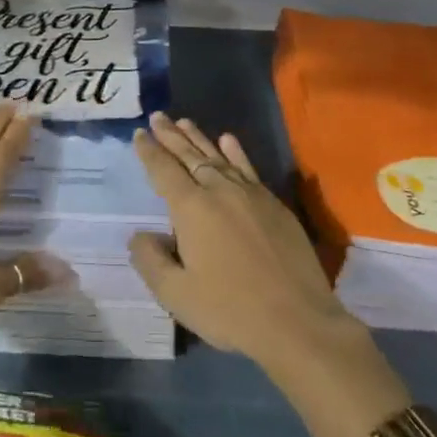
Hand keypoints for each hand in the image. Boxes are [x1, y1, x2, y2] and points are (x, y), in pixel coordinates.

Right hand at [127, 112, 357, 374]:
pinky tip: (228, 140)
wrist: (297, 320)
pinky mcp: (273, 203)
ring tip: (184, 122)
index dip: (149, 151)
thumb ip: (151, 261)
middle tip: (157, 116)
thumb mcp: (177, 295)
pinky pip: (247, 167)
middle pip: (189, 155)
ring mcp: (249, 193)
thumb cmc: (230, 310)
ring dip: (198, 138)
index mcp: (191, 208)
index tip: (139, 133)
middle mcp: (218, 190)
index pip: (164, 170)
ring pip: (217, 156)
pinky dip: (235, 152)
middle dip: (170, 135)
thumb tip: (140, 236)